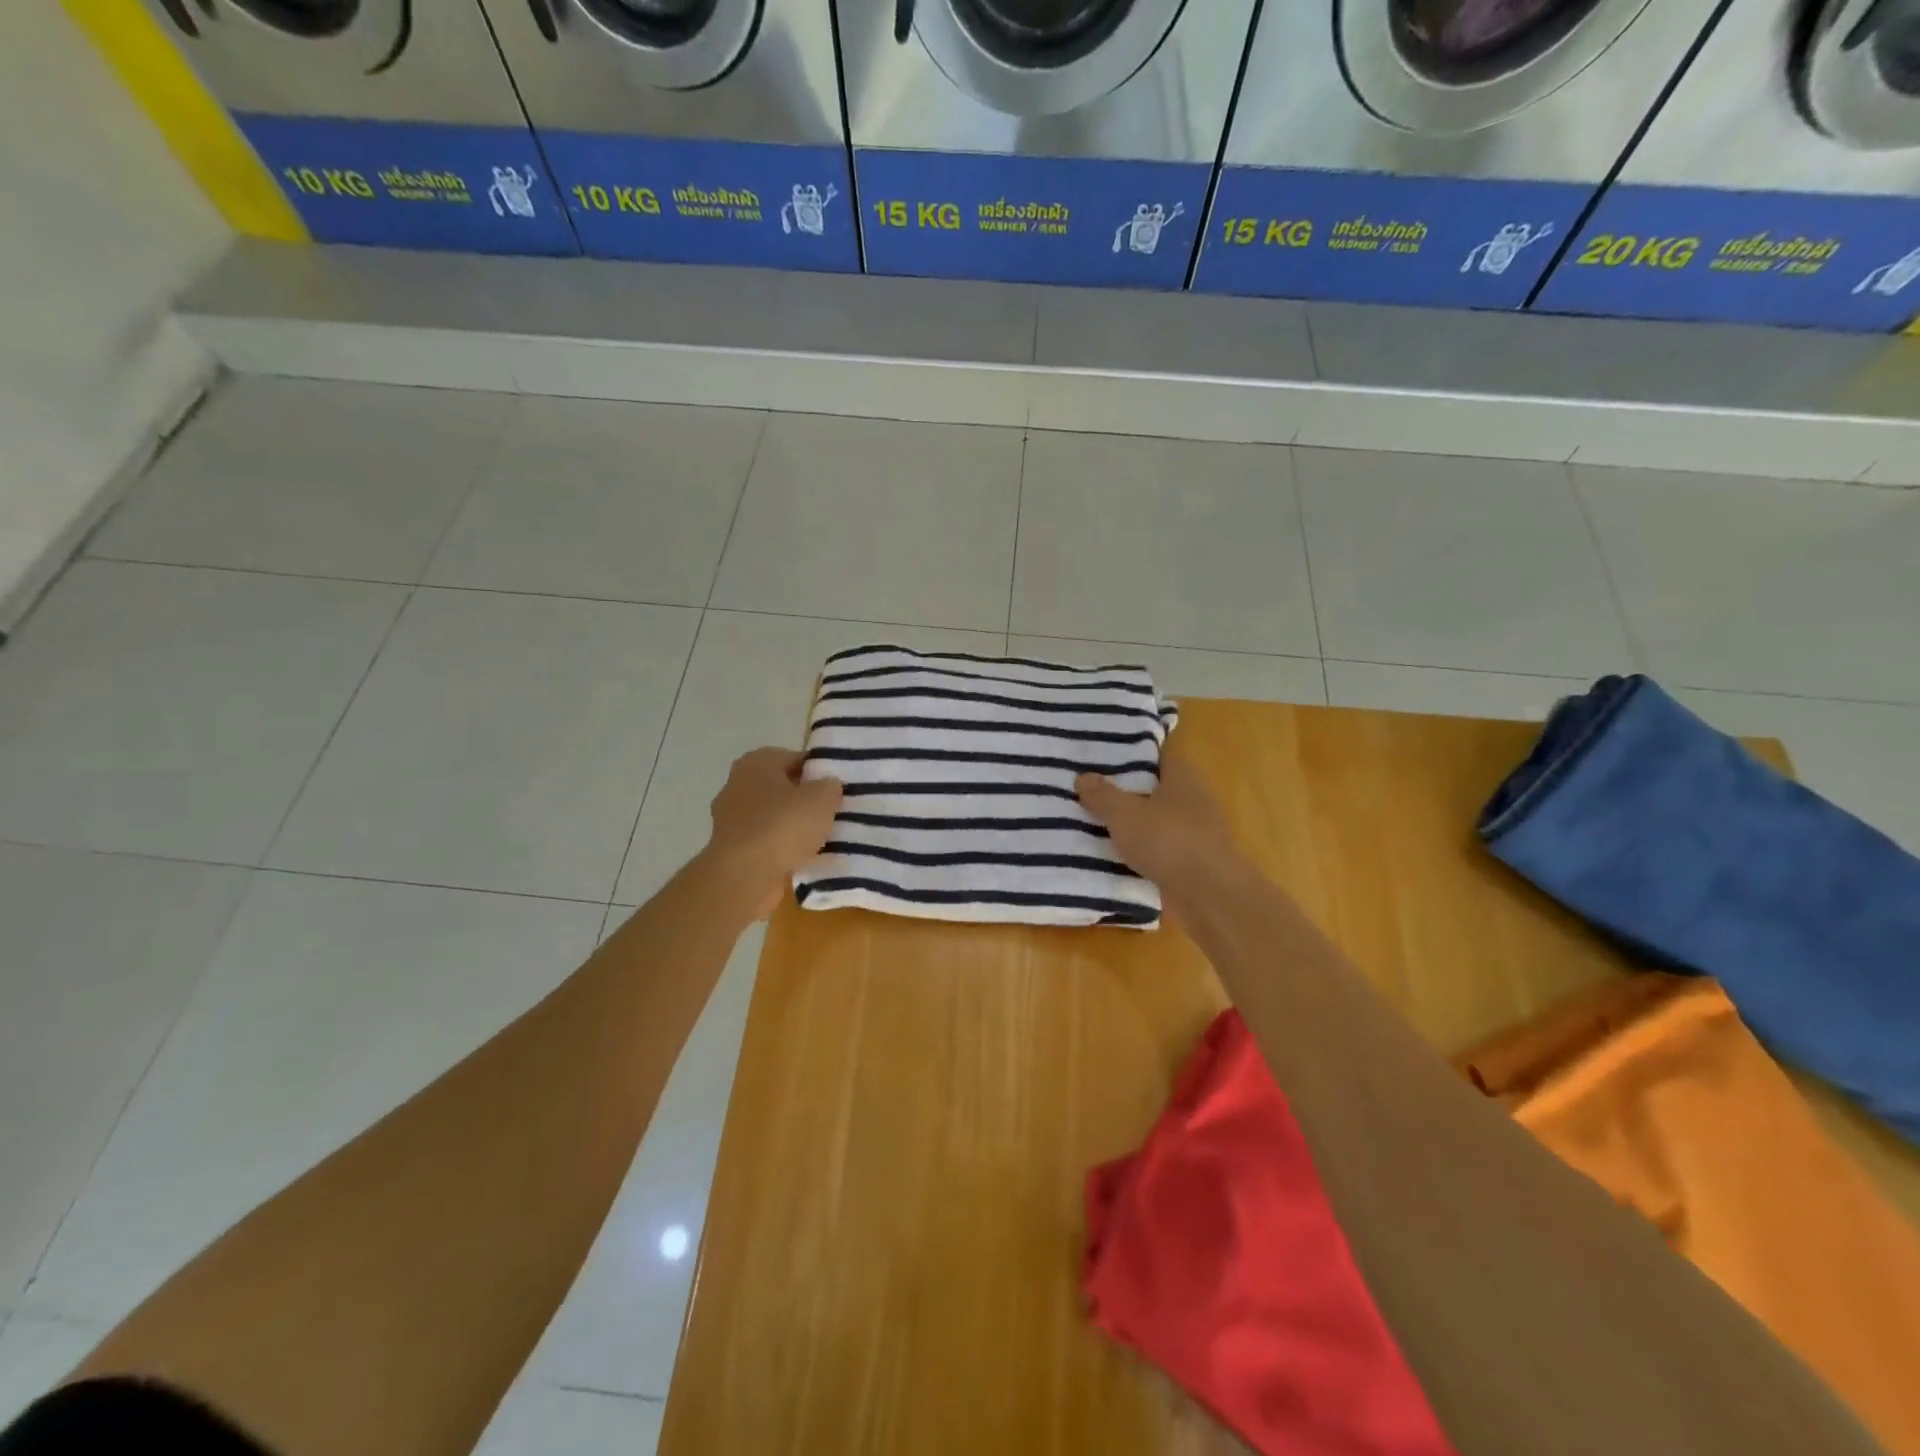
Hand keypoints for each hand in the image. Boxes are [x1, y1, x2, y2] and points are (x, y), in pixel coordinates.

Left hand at [704, 748, 842, 919]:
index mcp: (757, 762)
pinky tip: (804, 859)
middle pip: (784, 788)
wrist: (744, 877)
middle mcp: (738, 784)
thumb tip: (828, 786)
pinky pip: (767, 843)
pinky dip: (783, 849)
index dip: (820, 772)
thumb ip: (830, 786)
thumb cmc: (783, 826)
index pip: (797, 759)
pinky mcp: (732, 849)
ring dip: (795, 827)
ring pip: (775, 817)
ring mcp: (731, 819)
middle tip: (834, 813)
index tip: (840, 789)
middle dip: (806, 800)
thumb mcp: (822, 798)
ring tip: (824, 839)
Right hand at [1076, 757, 1251, 921]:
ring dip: (1135, 822)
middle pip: (1156, 787)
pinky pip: (1162, 847)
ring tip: (1097, 823)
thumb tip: (1083, 776)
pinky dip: (1144, 849)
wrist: (1211, 895)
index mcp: (1183, 776)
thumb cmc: (1168, 841)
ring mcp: (1198, 831)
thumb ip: (1102, 795)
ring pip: (1158, 819)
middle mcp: (1195, 798)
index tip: (1102, 758)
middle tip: (1092, 791)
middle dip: (1127, 790)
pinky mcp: (1195, 860)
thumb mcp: (1124, 814)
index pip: (1157, 755)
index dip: (1132, 754)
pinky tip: (1118, 855)